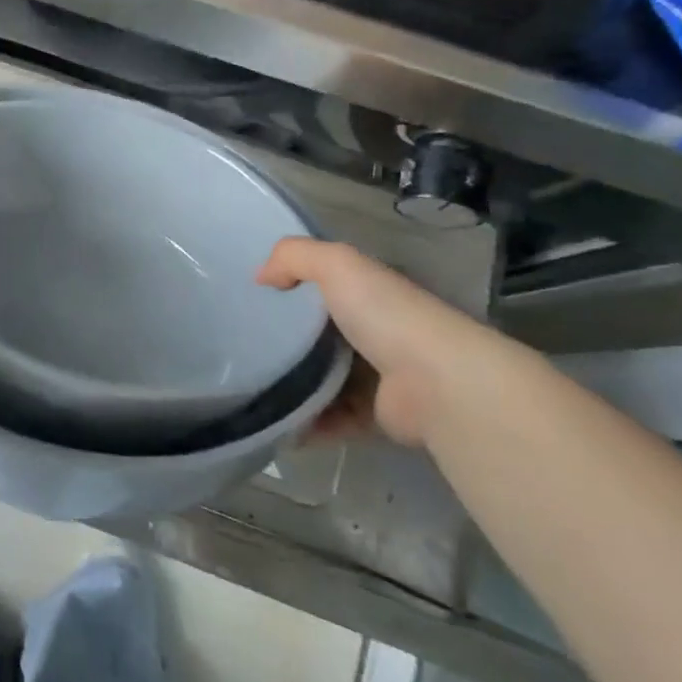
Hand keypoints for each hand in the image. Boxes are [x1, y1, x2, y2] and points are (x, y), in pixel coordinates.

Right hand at [255, 239, 507, 446]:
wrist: (438, 385)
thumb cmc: (388, 316)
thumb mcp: (338, 265)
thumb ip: (294, 257)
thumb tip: (261, 276)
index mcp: (372, 295)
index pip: (328, 286)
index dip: (293, 287)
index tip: (253, 298)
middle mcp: (378, 332)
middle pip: (322, 334)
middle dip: (286, 340)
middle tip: (243, 345)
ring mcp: (378, 377)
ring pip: (323, 379)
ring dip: (292, 386)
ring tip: (251, 388)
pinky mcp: (376, 416)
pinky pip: (332, 419)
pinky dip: (306, 424)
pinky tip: (276, 424)